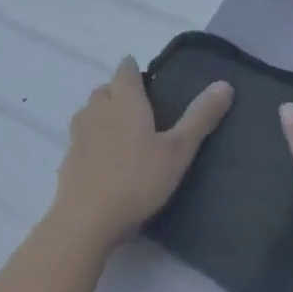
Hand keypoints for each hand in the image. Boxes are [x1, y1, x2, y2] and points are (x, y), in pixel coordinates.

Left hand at [52, 57, 232, 248]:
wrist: (85, 221)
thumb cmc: (137, 180)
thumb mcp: (178, 151)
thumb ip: (200, 118)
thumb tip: (224, 84)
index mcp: (125, 101)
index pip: (125, 70)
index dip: (135, 70)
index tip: (149, 80)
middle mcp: (98, 110)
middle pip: (105, 89)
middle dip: (119, 91)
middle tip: (141, 108)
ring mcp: (79, 135)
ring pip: (89, 111)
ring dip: (103, 113)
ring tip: (123, 131)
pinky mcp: (68, 159)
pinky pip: (81, 137)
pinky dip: (92, 139)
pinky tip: (105, 159)